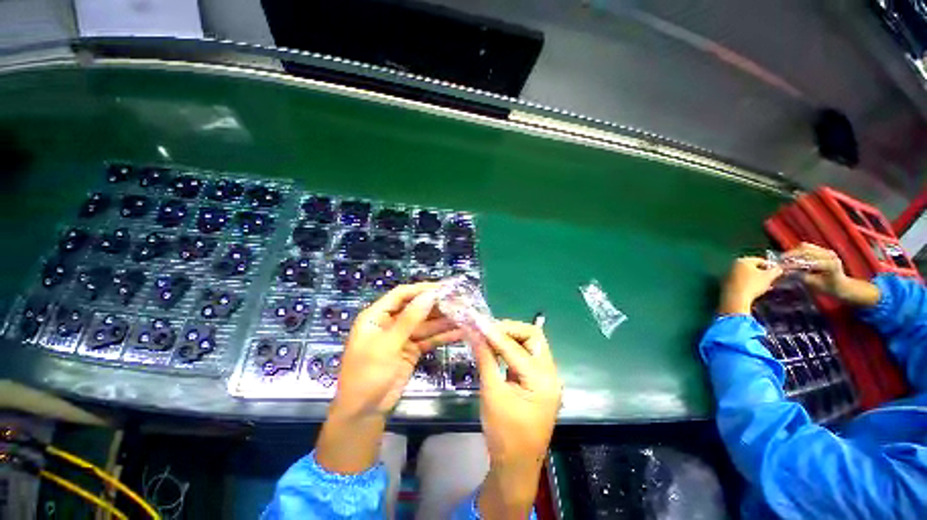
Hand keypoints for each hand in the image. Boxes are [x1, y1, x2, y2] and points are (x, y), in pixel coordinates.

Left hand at [316, 283, 461, 474]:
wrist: (363, 412)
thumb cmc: (367, 375)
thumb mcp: (387, 345)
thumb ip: (409, 319)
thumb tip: (429, 295)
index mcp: (377, 316)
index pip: (401, 295)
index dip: (422, 289)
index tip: (443, 288)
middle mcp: (390, 322)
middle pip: (416, 308)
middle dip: (437, 305)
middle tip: (459, 301)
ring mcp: (403, 337)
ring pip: (426, 324)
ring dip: (444, 320)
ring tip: (464, 315)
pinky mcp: (412, 349)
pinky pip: (429, 339)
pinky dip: (443, 336)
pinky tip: (459, 332)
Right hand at [469, 320, 561, 516]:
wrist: (516, 466)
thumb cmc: (503, 434)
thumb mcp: (491, 393)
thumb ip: (485, 359)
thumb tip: (474, 333)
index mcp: (541, 380)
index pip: (516, 347)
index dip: (495, 333)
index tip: (477, 323)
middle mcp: (550, 374)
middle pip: (533, 336)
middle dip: (509, 329)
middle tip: (487, 330)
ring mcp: (547, 377)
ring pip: (531, 343)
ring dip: (511, 336)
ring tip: (489, 336)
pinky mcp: (540, 380)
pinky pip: (528, 354)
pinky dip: (512, 347)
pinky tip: (497, 348)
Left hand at [719, 257, 782, 314]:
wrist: (735, 298)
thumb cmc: (753, 284)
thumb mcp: (768, 277)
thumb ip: (776, 270)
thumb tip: (779, 268)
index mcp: (743, 260)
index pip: (760, 260)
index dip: (770, 266)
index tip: (777, 273)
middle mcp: (733, 265)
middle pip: (752, 267)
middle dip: (762, 273)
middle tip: (771, 280)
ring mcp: (728, 274)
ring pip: (746, 275)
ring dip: (756, 279)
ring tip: (764, 286)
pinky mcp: (726, 283)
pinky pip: (740, 281)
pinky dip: (748, 284)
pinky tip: (754, 290)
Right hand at [782, 243, 879, 305]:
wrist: (843, 286)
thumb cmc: (830, 288)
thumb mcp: (815, 284)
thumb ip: (802, 277)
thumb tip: (787, 271)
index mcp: (830, 264)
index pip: (808, 261)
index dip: (794, 264)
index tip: (782, 268)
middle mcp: (829, 255)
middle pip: (806, 249)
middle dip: (792, 254)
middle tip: (780, 260)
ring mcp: (827, 251)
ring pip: (806, 247)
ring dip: (794, 252)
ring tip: (785, 258)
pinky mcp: (823, 251)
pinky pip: (808, 247)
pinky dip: (798, 251)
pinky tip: (793, 257)